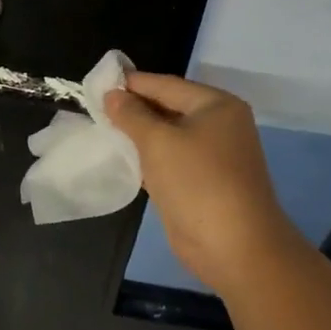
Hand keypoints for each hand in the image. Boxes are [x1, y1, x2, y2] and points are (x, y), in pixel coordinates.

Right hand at [105, 73, 299, 294]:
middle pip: (168, 108)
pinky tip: (121, 156)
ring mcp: (212, 156)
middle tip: (95, 105)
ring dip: (138, 134)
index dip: (132, 83)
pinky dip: (148, 157)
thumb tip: (112, 94)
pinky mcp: (202, 182)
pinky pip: (170, 160)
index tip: (99, 81)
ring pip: (167, 136)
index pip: (166, 85)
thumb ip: (132, 115)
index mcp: (216, 105)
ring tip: (101, 127)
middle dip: (134, 108)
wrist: (235, 248)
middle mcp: (218, 125)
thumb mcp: (158, 142)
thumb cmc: (198, 183)